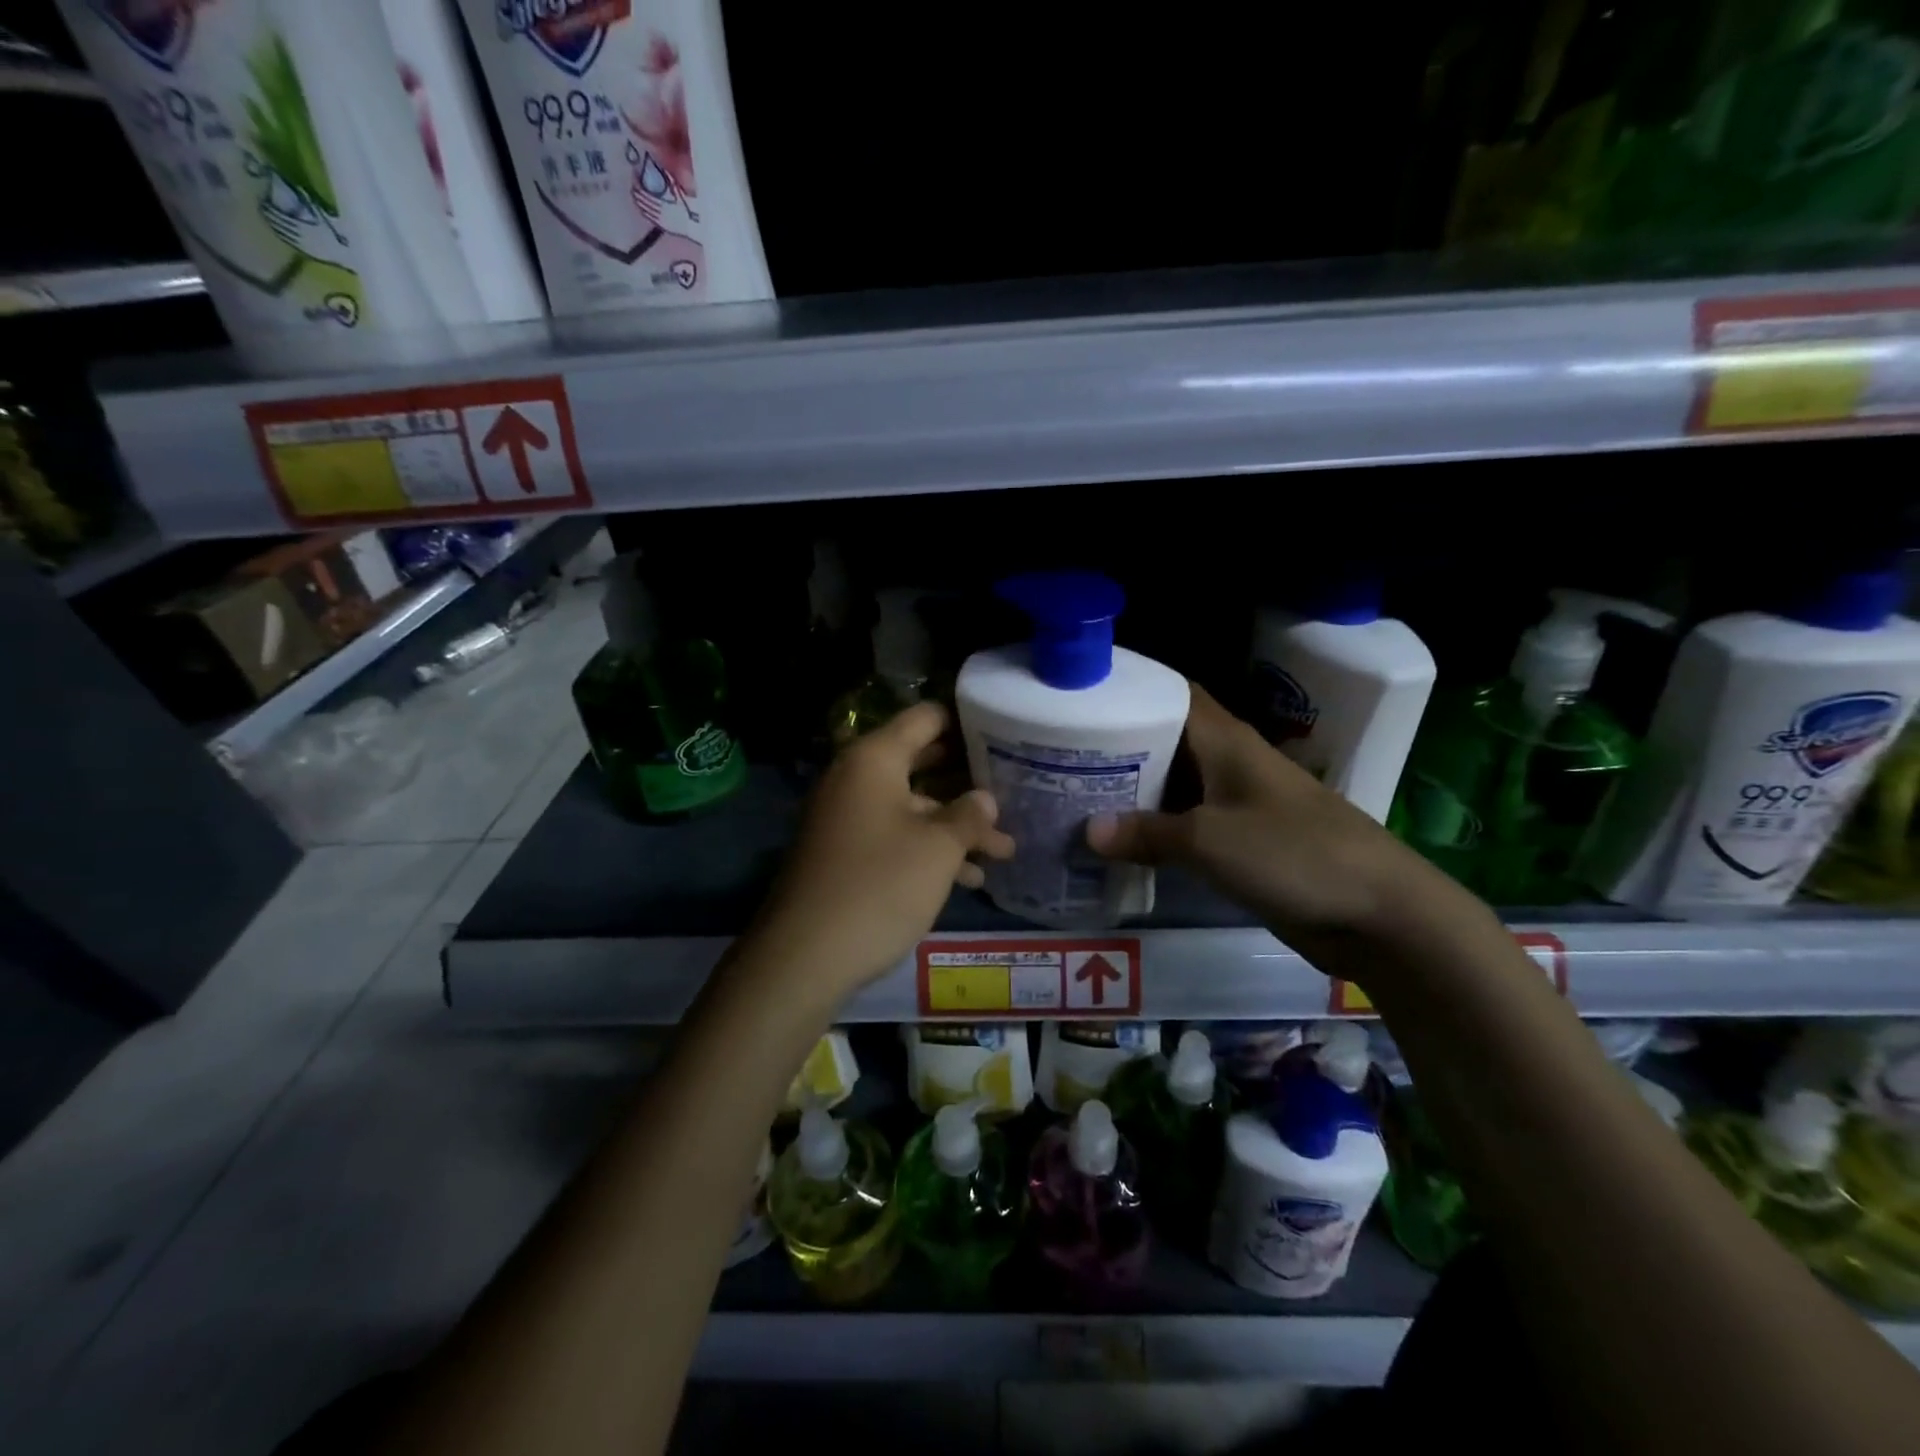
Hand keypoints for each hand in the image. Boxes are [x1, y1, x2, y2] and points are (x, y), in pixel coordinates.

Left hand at [745, 703, 1015, 1001]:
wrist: (804, 956)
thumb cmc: (880, 886)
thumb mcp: (938, 849)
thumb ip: (969, 815)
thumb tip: (984, 798)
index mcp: (874, 759)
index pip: (926, 718)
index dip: (966, 722)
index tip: (1004, 734)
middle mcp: (856, 777)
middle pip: (921, 762)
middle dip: (967, 782)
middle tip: (1012, 789)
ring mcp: (846, 815)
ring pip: (912, 806)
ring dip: (955, 826)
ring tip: (1003, 851)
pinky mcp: (843, 851)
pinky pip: (893, 834)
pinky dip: (927, 849)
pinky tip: (968, 878)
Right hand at [1085, 685, 1421, 942]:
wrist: (1381, 913)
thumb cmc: (1295, 855)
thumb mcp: (1210, 841)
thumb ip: (1147, 833)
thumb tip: (1087, 832)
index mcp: (1225, 741)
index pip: (1171, 693)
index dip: (1128, 688)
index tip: (1078, 697)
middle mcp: (1229, 762)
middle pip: (1165, 738)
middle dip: (1118, 744)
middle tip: (1061, 753)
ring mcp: (1238, 802)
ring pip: (1174, 783)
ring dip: (1133, 789)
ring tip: (1075, 794)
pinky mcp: (1244, 840)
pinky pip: (1188, 823)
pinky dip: (1156, 827)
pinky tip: (1121, 841)